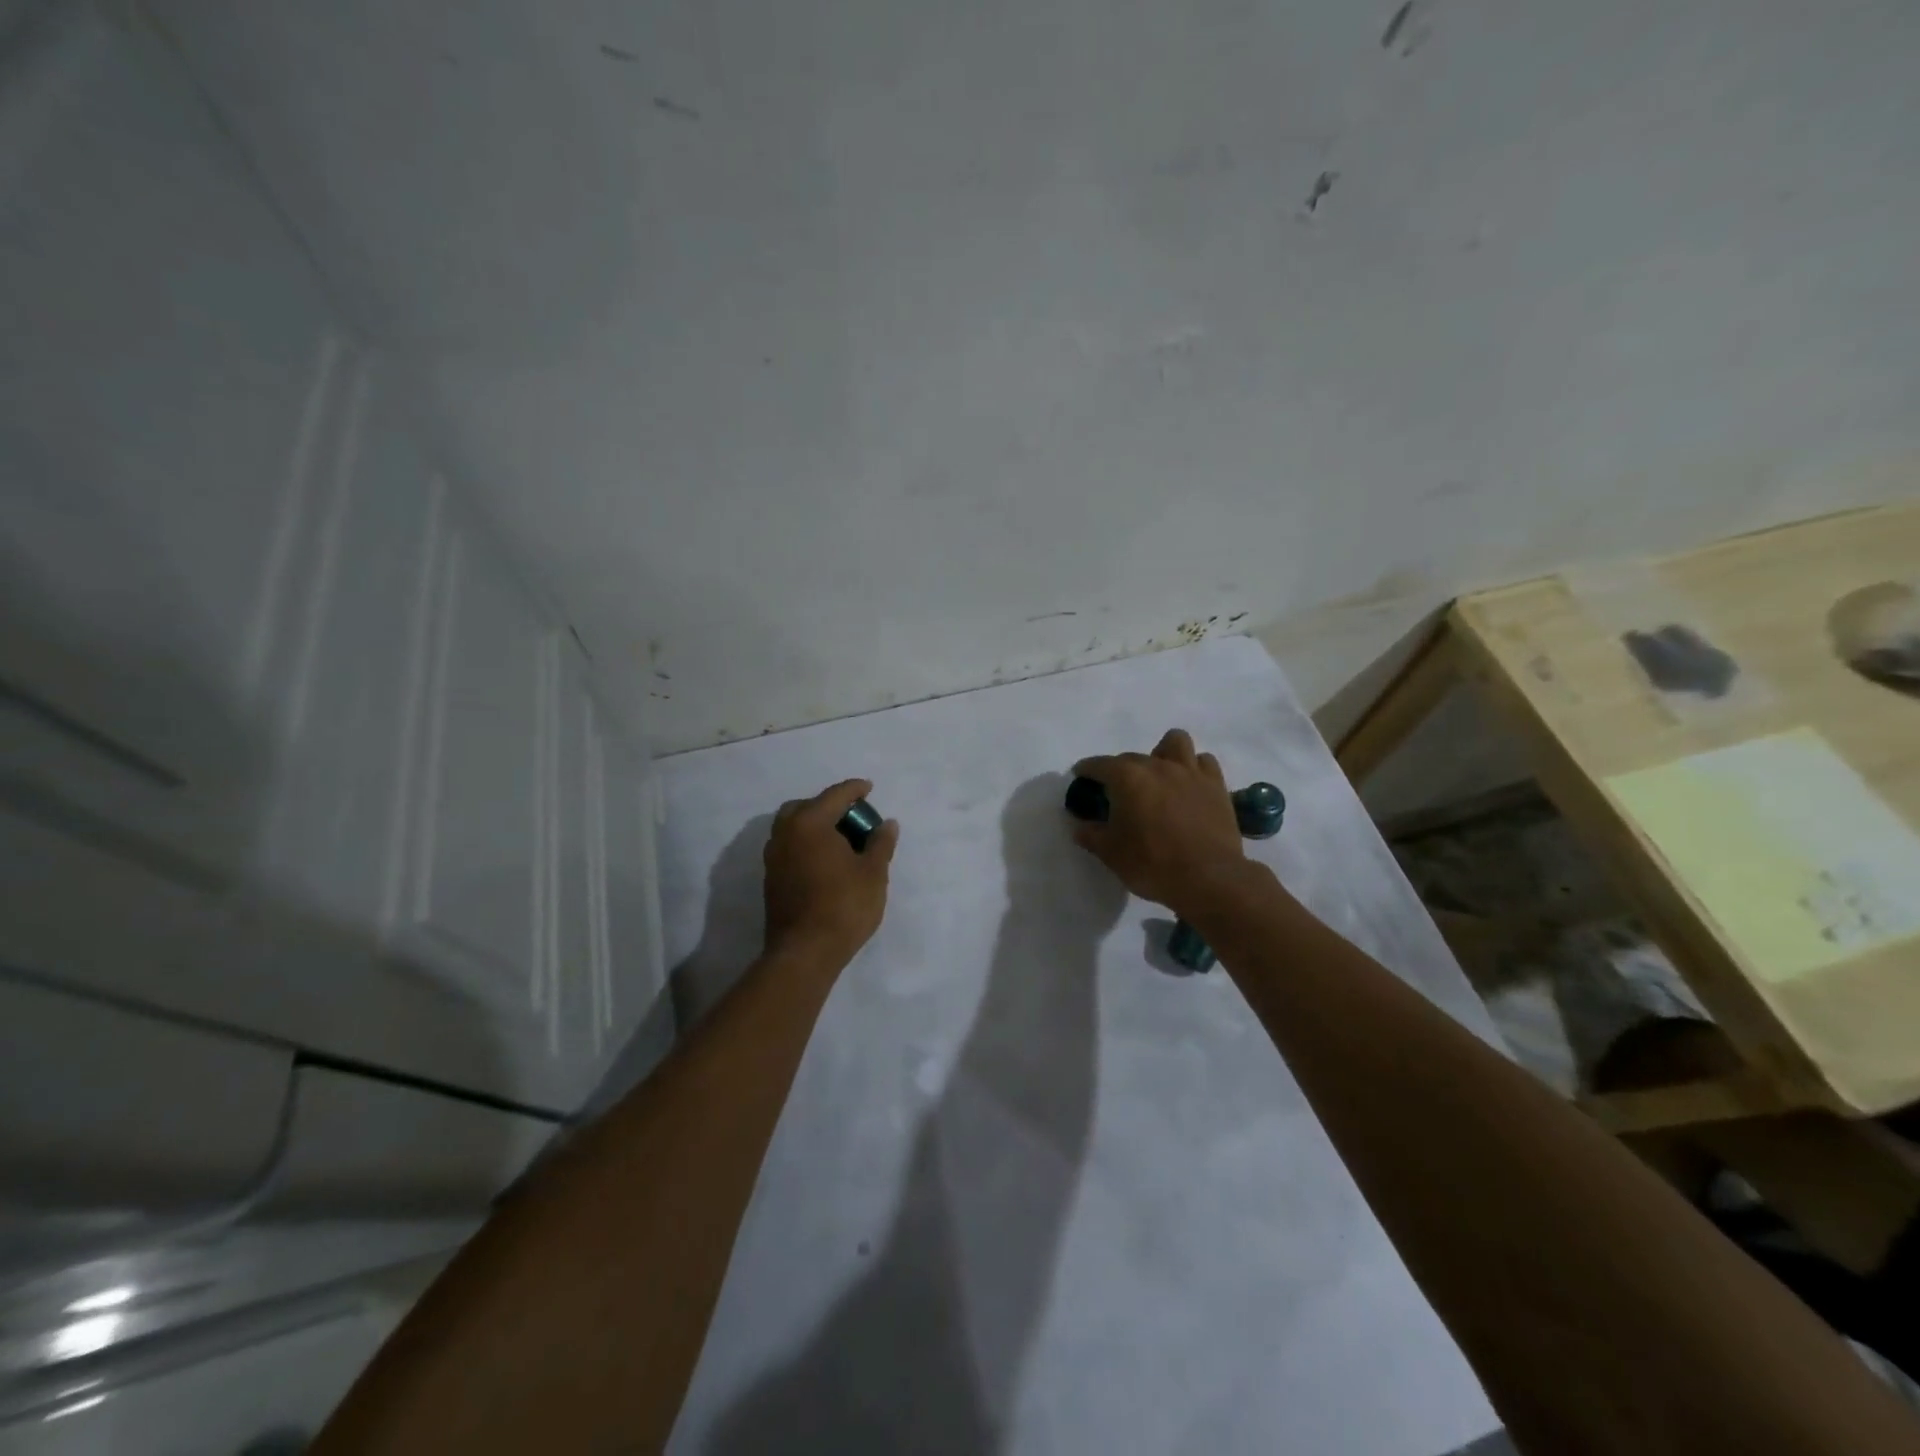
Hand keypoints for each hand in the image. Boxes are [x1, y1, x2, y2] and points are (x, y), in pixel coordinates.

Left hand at [762, 779, 898, 966]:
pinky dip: (806, 843)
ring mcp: (774, 856)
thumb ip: (881, 843)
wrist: (805, 952)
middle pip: (806, 806)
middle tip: (852, 816)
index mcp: (810, 823)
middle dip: (829, 805)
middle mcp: (786, 833)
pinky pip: (789, 847)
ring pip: (793, 826)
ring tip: (839, 839)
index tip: (869, 788)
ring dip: (814, 825)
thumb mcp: (873, 873)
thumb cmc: (844, 906)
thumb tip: (887, 824)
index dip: (855, 789)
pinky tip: (824, 860)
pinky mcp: (771, 878)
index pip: (835, 795)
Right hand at [1070, 729, 1244, 912]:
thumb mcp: (1111, 853)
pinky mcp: (1216, 785)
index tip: (1081, 777)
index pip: (1099, 764)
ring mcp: (1190, 772)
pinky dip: (1193, 769)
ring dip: (1163, 754)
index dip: (1086, 770)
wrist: (1209, 879)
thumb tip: (1079, 826)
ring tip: (1159, 777)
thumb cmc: (1152, 864)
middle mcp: (1158, 765)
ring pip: (1175, 742)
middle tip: (1118, 795)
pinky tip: (1188, 786)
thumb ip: (1091, 835)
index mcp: (1127, 777)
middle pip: (1132, 756)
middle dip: (1120, 770)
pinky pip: (1203, 763)